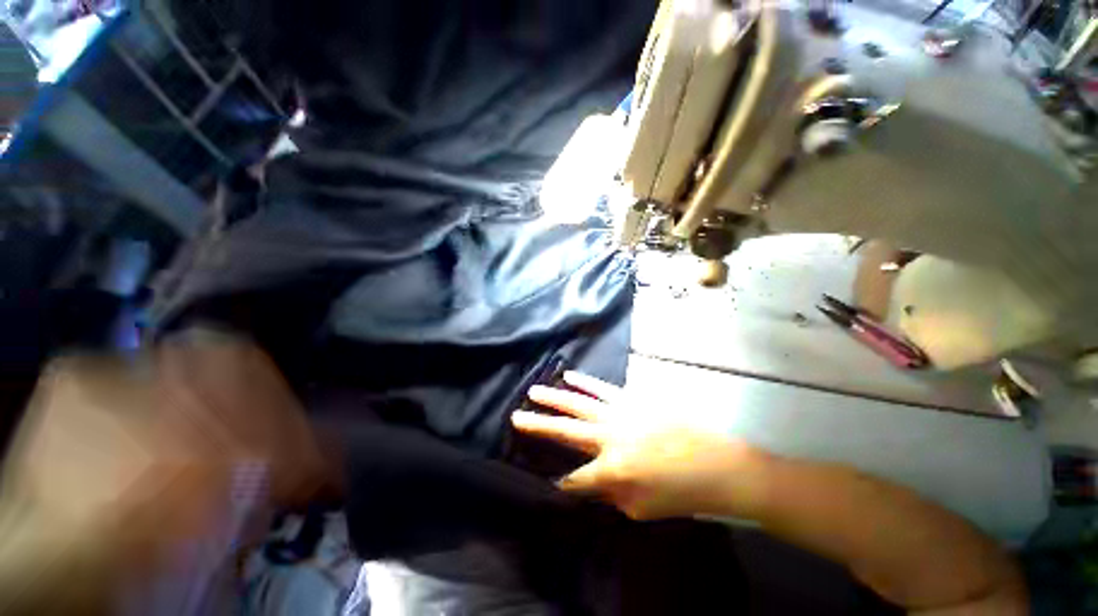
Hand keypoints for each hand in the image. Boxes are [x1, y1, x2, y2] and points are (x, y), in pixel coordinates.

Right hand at [512, 371, 767, 520]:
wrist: (716, 464)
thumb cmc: (680, 493)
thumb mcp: (641, 510)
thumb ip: (610, 495)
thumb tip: (591, 482)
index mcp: (611, 470)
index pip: (574, 480)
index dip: (560, 485)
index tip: (546, 484)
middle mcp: (609, 438)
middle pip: (565, 431)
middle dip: (538, 425)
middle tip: (515, 417)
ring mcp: (620, 413)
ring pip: (579, 403)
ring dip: (554, 397)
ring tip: (534, 391)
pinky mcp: (632, 399)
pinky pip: (602, 388)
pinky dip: (584, 382)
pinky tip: (569, 376)